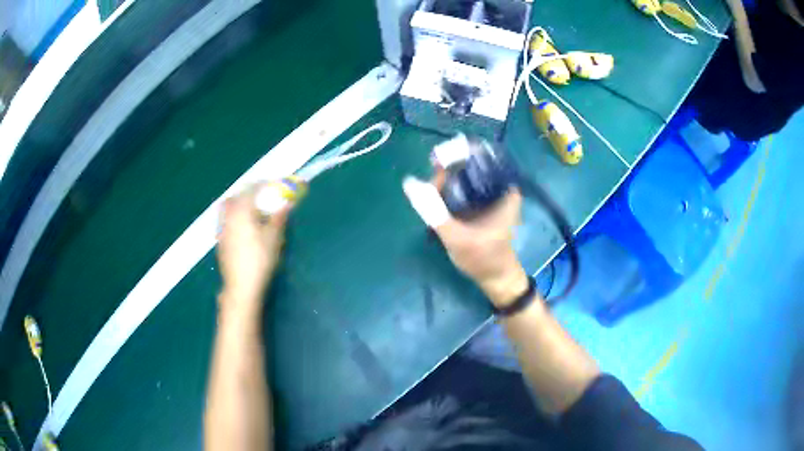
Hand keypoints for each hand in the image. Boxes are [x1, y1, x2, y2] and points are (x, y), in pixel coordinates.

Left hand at [217, 184, 292, 311]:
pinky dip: (234, 219)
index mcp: (242, 211)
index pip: (251, 190)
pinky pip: (225, 222)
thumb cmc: (260, 259)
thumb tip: (286, 203)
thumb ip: (279, 217)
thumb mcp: (274, 237)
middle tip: (259, 198)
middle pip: (234, 198)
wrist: (241, 286)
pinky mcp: (220, 243)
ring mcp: (222, 230)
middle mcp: (228, 217)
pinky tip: (243, 231)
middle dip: (246, 194)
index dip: (262, 185)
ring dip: (237, 206)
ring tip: (251, 214)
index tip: (271, 186)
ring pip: (227, 210)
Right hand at [403, 169, 529, 307]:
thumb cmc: (483, 259)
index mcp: (504, 190)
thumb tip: (409, 183)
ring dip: (446, 181)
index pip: (480, 158)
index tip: (436, 160)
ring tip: (428, 191)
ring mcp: (491, 196)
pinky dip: (450, 191)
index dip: (457, 154)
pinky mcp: (483, 204)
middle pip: (470, 166)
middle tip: (428, 183)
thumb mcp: (456, 237)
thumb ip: (433, 211)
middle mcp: (500, 187)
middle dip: (447, 170)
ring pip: (465, 177)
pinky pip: (464, 189)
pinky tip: (436, 197)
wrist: (496, 279)